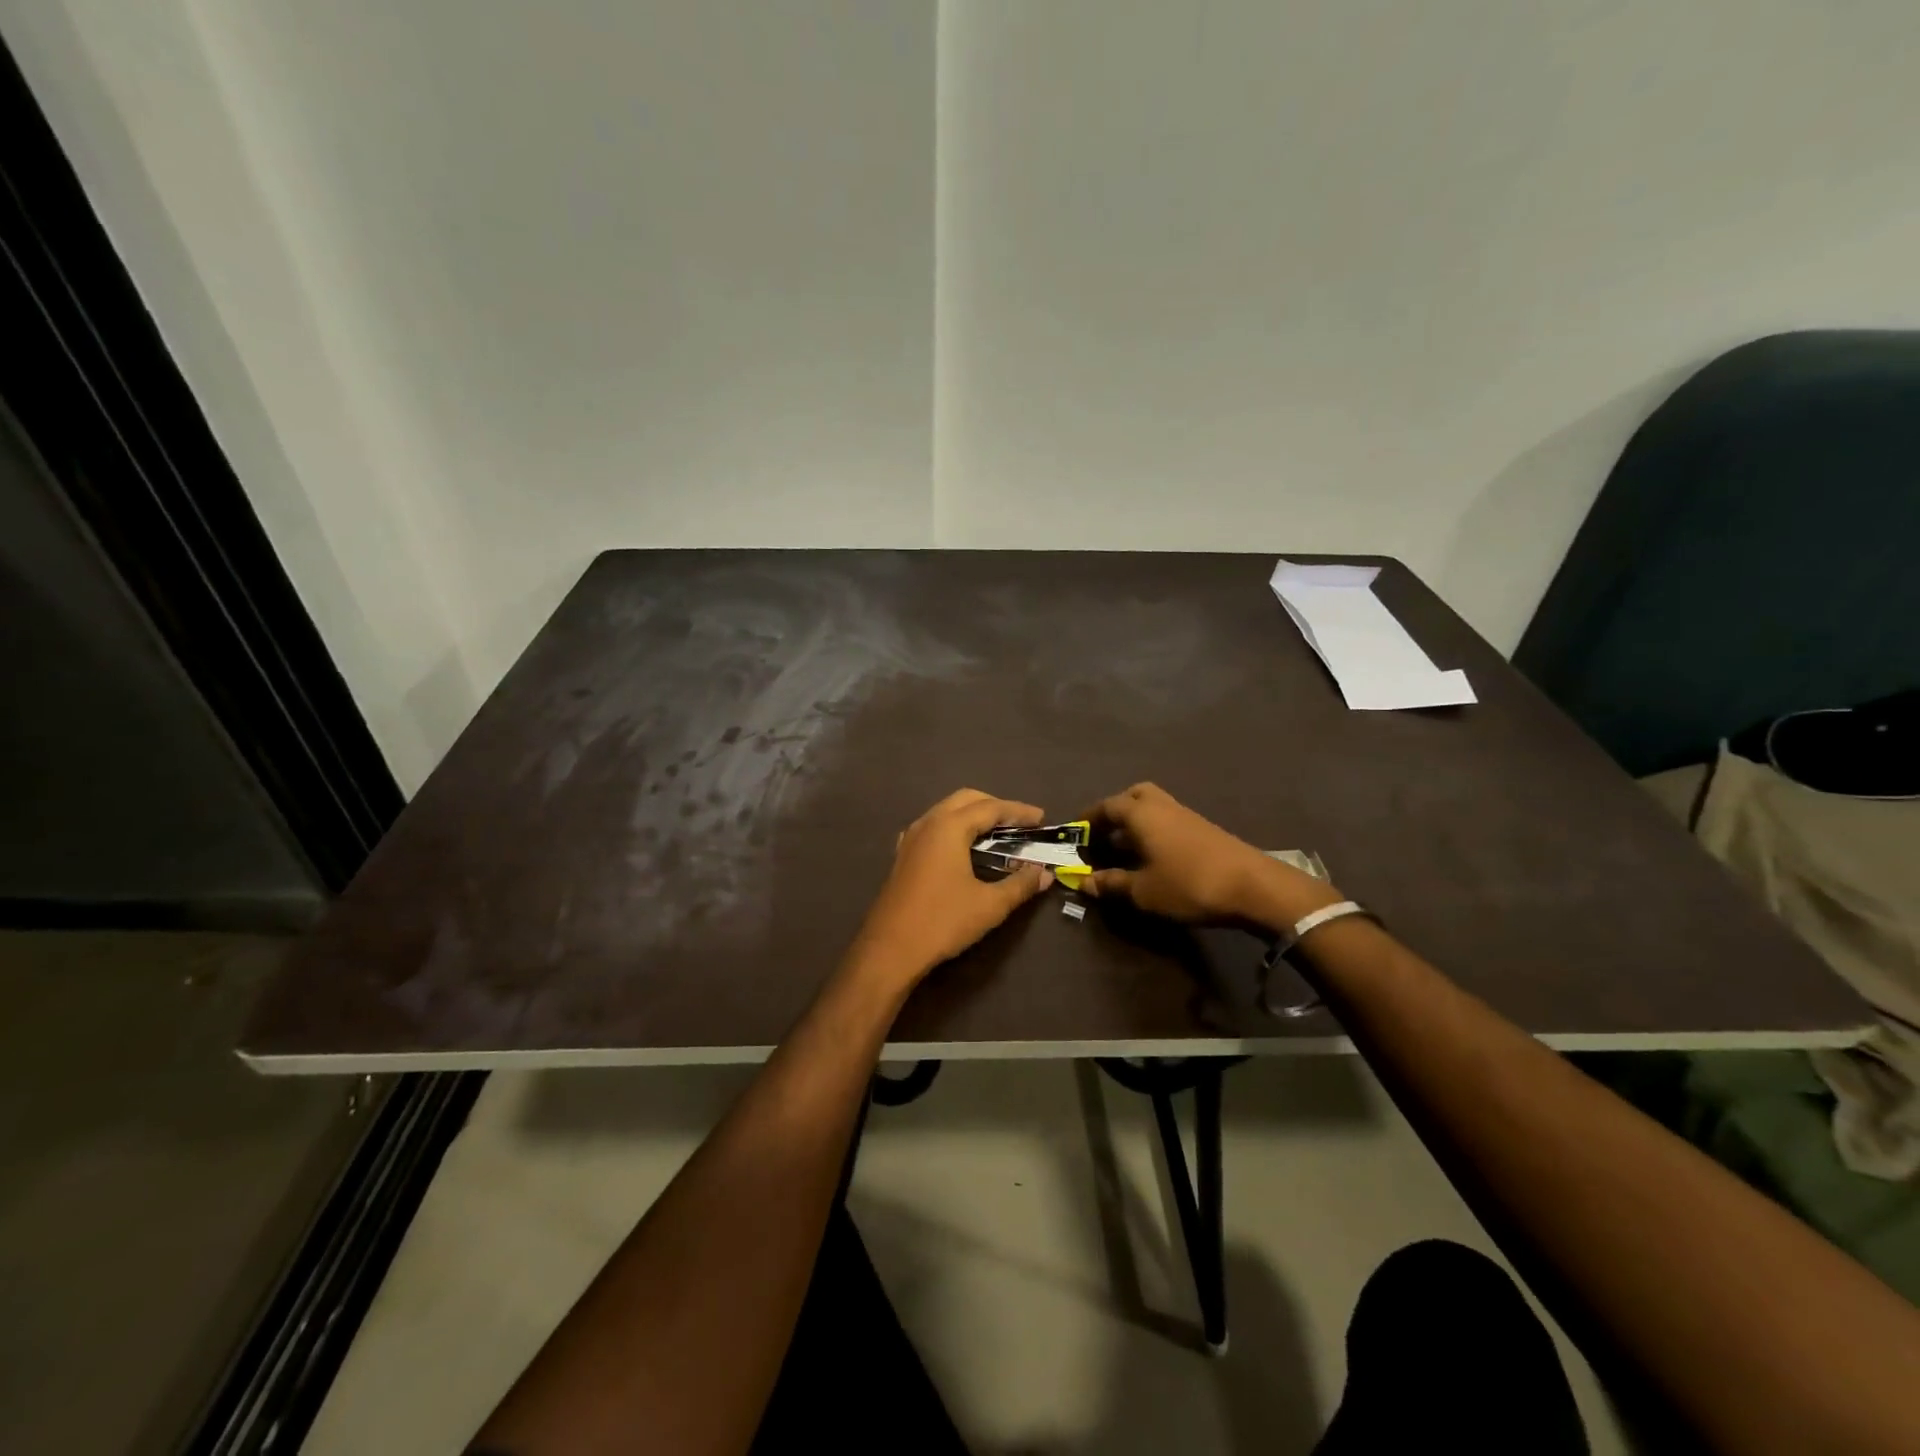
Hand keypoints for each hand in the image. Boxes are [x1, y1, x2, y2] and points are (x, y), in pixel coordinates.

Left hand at [848, 789, 1052, 991]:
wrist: (890, 948)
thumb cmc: (942, 921)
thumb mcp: (990, 905)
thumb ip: (1021, 885)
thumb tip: (1045, 873)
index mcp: (949, 827)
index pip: (991, 808)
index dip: (1019, 811)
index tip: (1041, 818)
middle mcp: (928, 823)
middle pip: (966, 800)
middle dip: (995, 806)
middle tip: (1020, 823)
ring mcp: (911, 837)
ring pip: (946, 811)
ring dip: (973, 815)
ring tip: (996, 833)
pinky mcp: (903, 855)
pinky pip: (933, 827)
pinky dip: (954, 828)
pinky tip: (961, 847)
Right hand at [1082, 782, 1336, 926]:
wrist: (1253, 886)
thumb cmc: (1188, 884)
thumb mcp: (1142, 891)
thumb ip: (1111, 883)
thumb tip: (1083, 881)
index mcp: (1141, 814)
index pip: (1106, 806)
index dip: (1088, 819)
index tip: (1075, 832)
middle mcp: (1162, 806)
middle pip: (1133, 796)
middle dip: (1115, 810)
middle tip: (1104, 833)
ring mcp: (1186, 815)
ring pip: (1153, 806)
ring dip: (1136, 821)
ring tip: (1125, 848)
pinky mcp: (1203, 828)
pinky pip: (1168, 819)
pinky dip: (1154, 830)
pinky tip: (1153, 856)